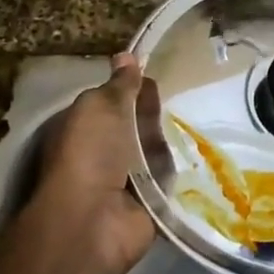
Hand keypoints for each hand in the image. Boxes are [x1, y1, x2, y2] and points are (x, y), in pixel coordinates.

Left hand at [16, 53, 155, 273]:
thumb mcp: (101, 106)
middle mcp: (104, 152)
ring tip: (177, 131)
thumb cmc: (90, 153)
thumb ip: (119, 84)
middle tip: (170, 101)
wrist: (94, 218)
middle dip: (151, 114)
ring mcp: (126, 179)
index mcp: (85, 127)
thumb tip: (126, 55)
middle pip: (137, 124)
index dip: (132, 88)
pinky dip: (174, 170)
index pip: (114, 101)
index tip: (152, 75)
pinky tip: (188, 156)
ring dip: (162, 142)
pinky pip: (167, 178)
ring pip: (155, 149)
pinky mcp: (149, 202)